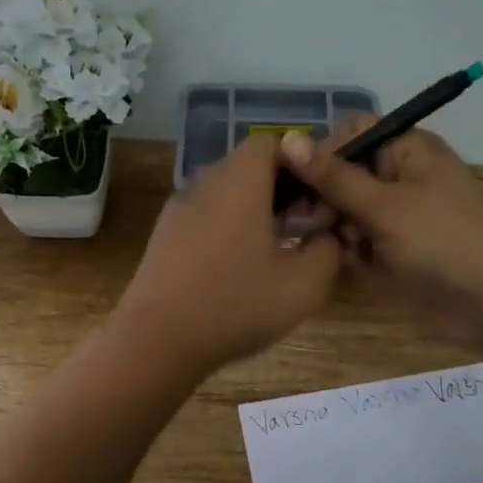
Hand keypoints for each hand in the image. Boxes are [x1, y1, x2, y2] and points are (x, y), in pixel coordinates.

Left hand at [113, 135, 340, 375]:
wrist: (156, 340)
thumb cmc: (235, 304)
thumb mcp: (303, 285)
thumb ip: (327, 251)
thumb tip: (327, 236)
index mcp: (239, 180)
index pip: (272, 142)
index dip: (302, 162)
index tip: (321, 196)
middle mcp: (205, 182)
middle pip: (249, 166)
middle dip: (283, 189)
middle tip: (307, 225)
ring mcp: (179, 208)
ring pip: (227, 193)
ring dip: (256, 211)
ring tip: (278, 250)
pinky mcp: (165, 235)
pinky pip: (207, 215)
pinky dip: (229, 228)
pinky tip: (241, 268)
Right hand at [279, 122, 482, 349]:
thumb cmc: (442, 241)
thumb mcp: (384, 206)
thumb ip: (333, 176)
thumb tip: (287, 139)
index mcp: (408, 150)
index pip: (352, 133)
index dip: (324, 153)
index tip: (300, 183)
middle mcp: (400, 175)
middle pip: (344, 172)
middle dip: (325, 196)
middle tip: (313, 223)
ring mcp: (397, 213)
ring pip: (345, 209)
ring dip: (336, 226)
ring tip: (344, 246)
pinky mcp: (393, 247)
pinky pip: (357, 238)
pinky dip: (351, 248)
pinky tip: (354, 262)